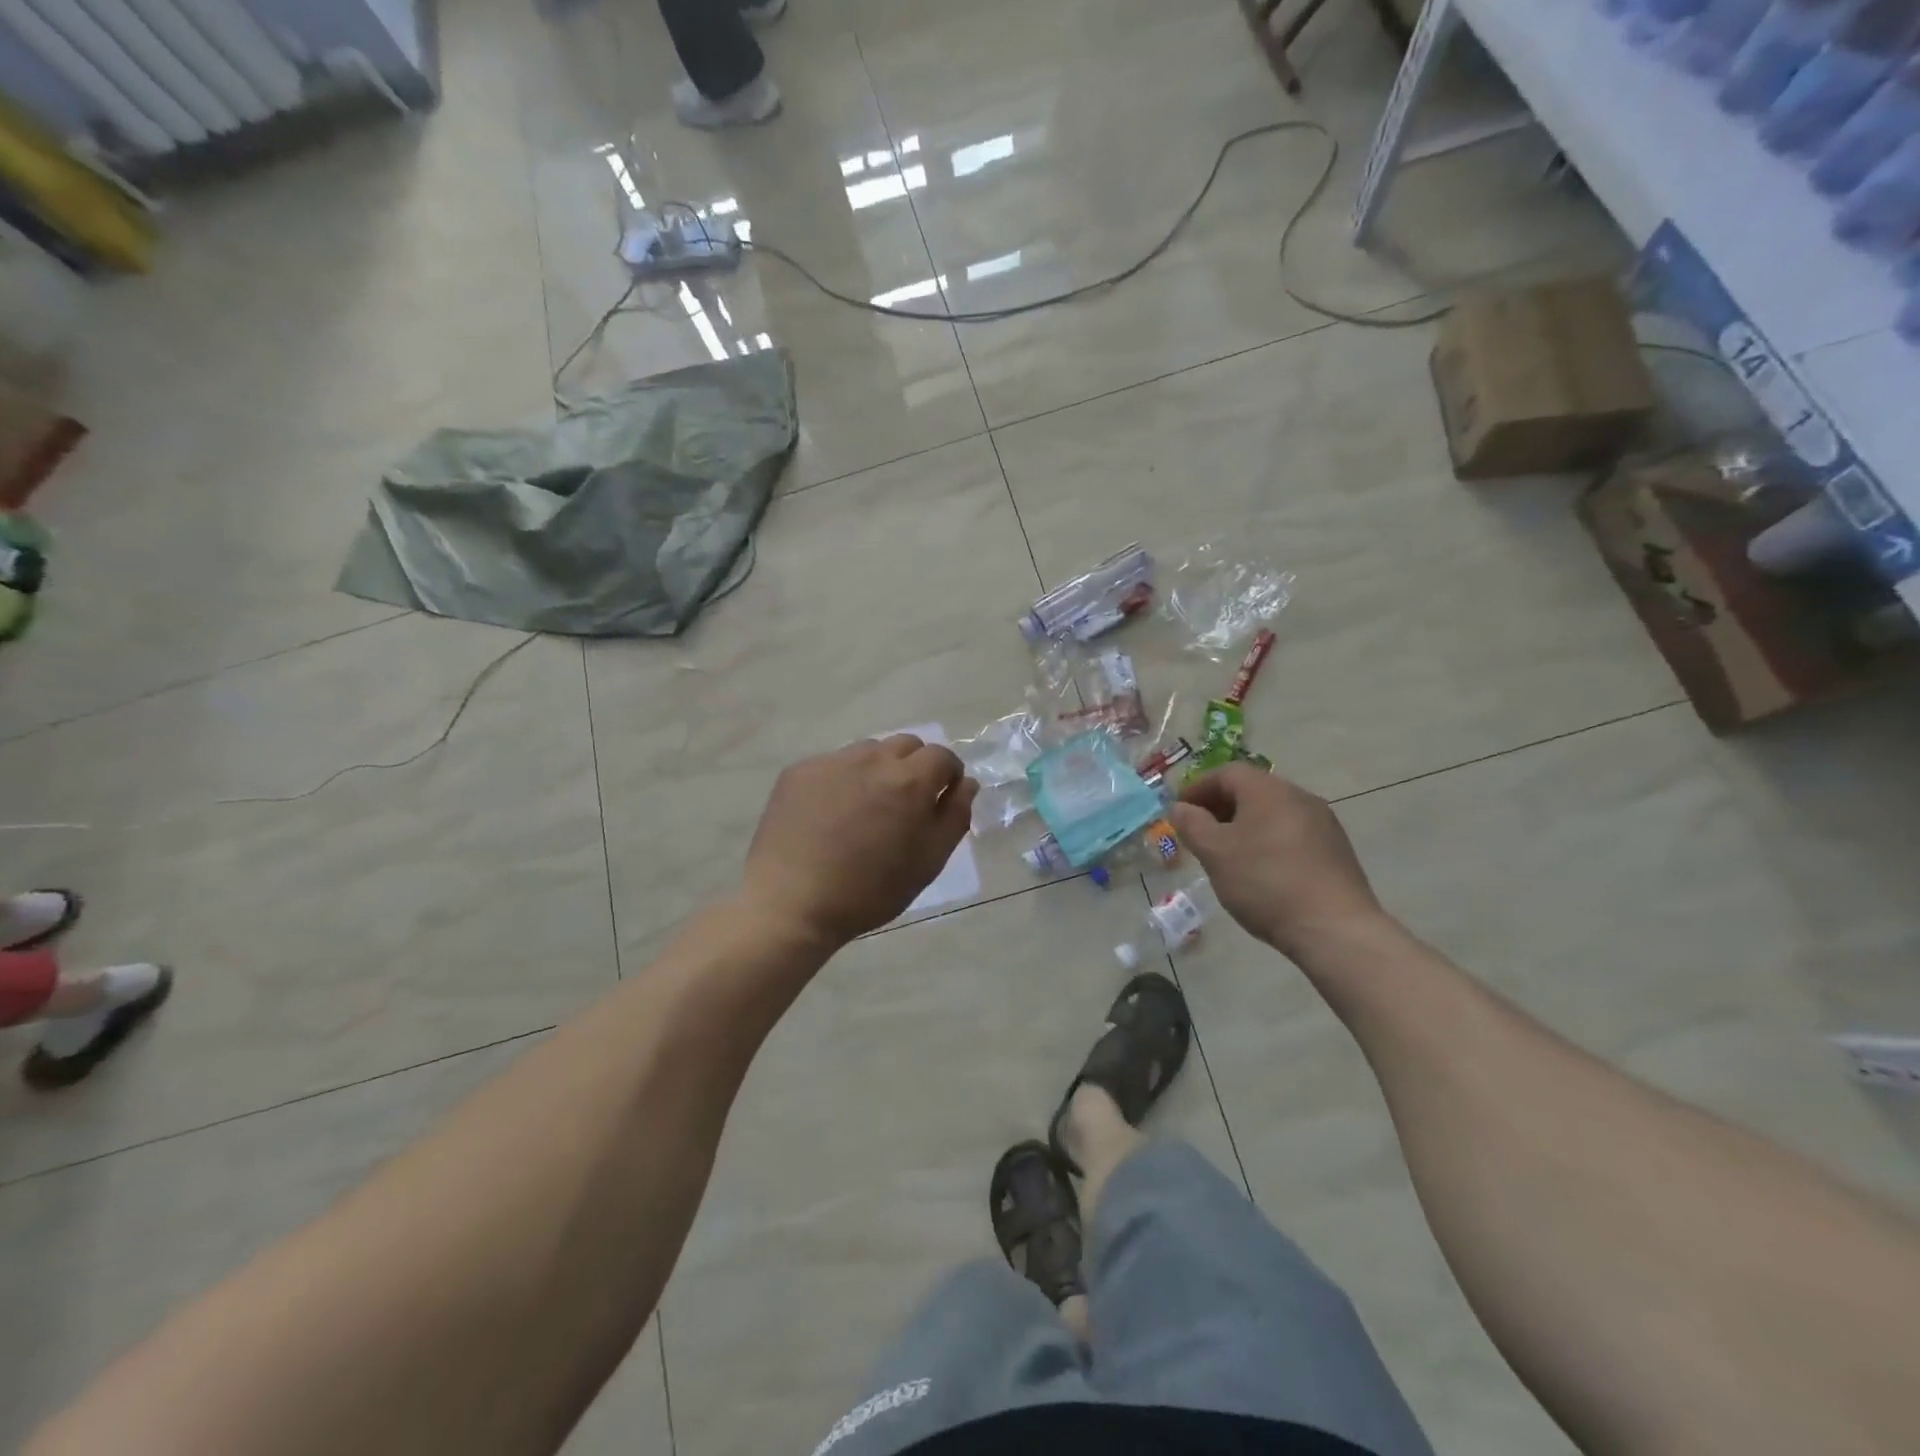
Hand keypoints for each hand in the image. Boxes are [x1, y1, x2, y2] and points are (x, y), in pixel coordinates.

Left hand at [742, 736, 978, 948]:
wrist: (792, 903)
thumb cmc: (870, 891)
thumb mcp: (928, 862)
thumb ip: (955, 817)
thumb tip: (966, 784)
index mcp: (909, 781)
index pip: (942, 756)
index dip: (948, 775)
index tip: (942, 798)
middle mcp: (872, 759)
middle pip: (906, 744)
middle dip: (915, 766)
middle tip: (905, 804)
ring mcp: (831, 761)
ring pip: (868, 751)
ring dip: (878, 770)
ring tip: (866, 808)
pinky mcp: (798, 771)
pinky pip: (832, 764)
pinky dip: (842, 780)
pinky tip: (830, 814)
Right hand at [1167, 763, 1385, 958]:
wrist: (1334, 928)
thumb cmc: (1265, 882)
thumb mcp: (1214, 853)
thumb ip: (1192, 824)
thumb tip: (1181, 808)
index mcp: (1268, 790)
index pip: (1226, 773)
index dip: (1198, 788)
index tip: (1180, 813)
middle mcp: (1299, 796)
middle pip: (1251, 790)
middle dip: (1220, 807)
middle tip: (1199, 834)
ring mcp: (1323, 823)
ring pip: (1272, 813)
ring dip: (1244, 826)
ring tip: (1227, 855)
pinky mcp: (1336, 850)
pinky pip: (1291, 834)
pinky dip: (1268, 842)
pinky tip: (1261, 871)